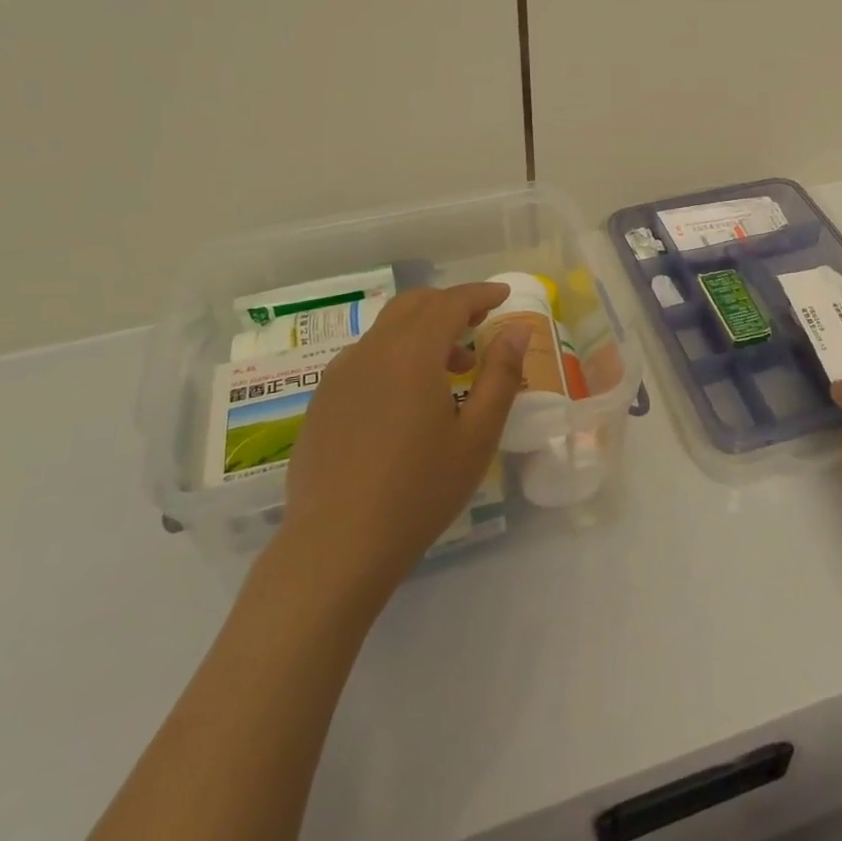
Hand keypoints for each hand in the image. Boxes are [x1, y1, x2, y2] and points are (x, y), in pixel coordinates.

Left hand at [255, 282, 526, 614]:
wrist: (336, 545)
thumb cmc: (419, 491)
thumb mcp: (477, 436)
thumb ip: (501, 375)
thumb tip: (517, 329)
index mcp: (411, 352)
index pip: (451, 303)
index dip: (480, 294)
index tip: (504, 296)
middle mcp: (371, 350)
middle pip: (415, 305)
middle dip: (451, 305)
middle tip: (481, 324)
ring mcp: (340, 373)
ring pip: (388, 329)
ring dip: (424, 330)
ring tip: (453, 367)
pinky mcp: (323, 399)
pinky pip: (366, 356)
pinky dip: (396, 353)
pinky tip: (408, 396)